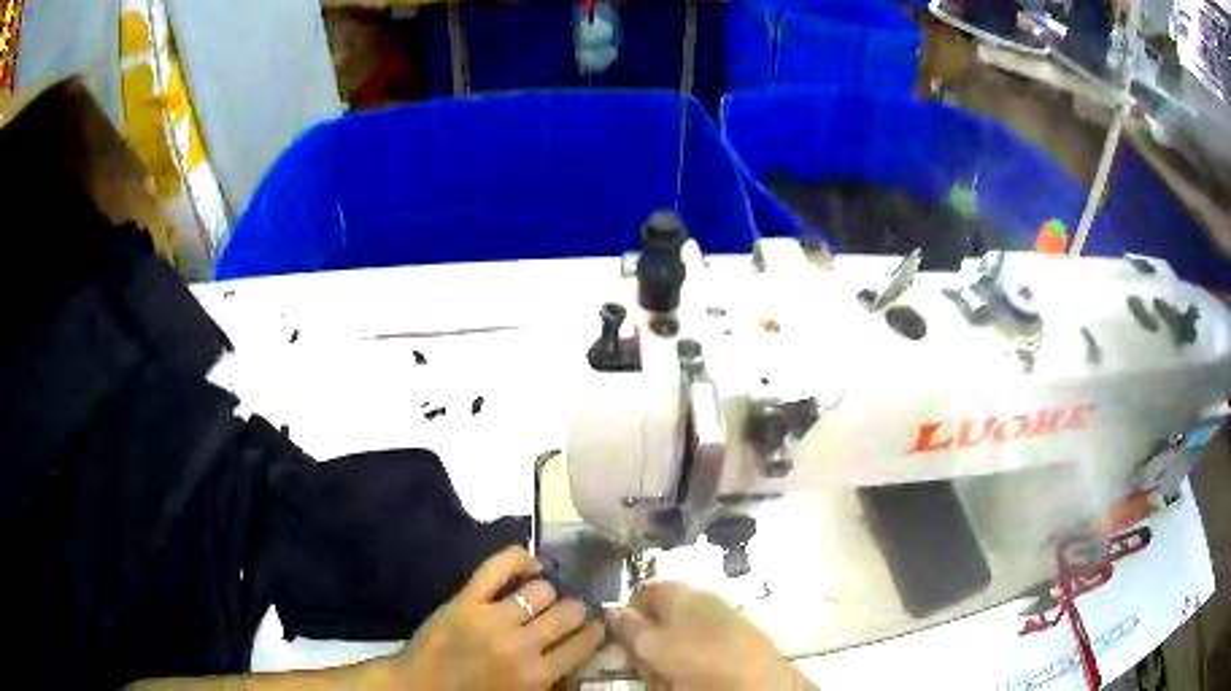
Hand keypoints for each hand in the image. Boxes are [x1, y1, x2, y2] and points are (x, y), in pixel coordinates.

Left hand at [390, 546, 604, 689]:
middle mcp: (521, 645)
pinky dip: (519, 558)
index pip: (583, 643)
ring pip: (541, 589)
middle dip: (575, 609)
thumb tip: (577, 651)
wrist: (419, 687)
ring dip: (549, 592)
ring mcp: (492, 618)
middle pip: (568, 612)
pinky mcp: (466, 600)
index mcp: (537, 676)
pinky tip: (530, 564)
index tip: (595, 626)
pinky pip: (498, 567)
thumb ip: (551, 678)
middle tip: (570, 612)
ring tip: (544, 597)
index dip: (595, 631)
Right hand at [607, 582, 810, 690]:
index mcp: (682, 593)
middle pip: (661, 616)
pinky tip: (686, 680)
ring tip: (664, 677)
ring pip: (679, 636)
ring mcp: (721, 619)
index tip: (622, 640)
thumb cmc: (697, 657)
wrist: (756, 678)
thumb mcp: (653, 646)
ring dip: (665, 657)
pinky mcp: (735, 640)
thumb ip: (630, 628)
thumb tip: (612, 609)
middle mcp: (702, 600)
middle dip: (647, 642)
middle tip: (642, 665)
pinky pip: (700, 648)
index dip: (630, 614)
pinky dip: (687, 663)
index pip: (646, 591)